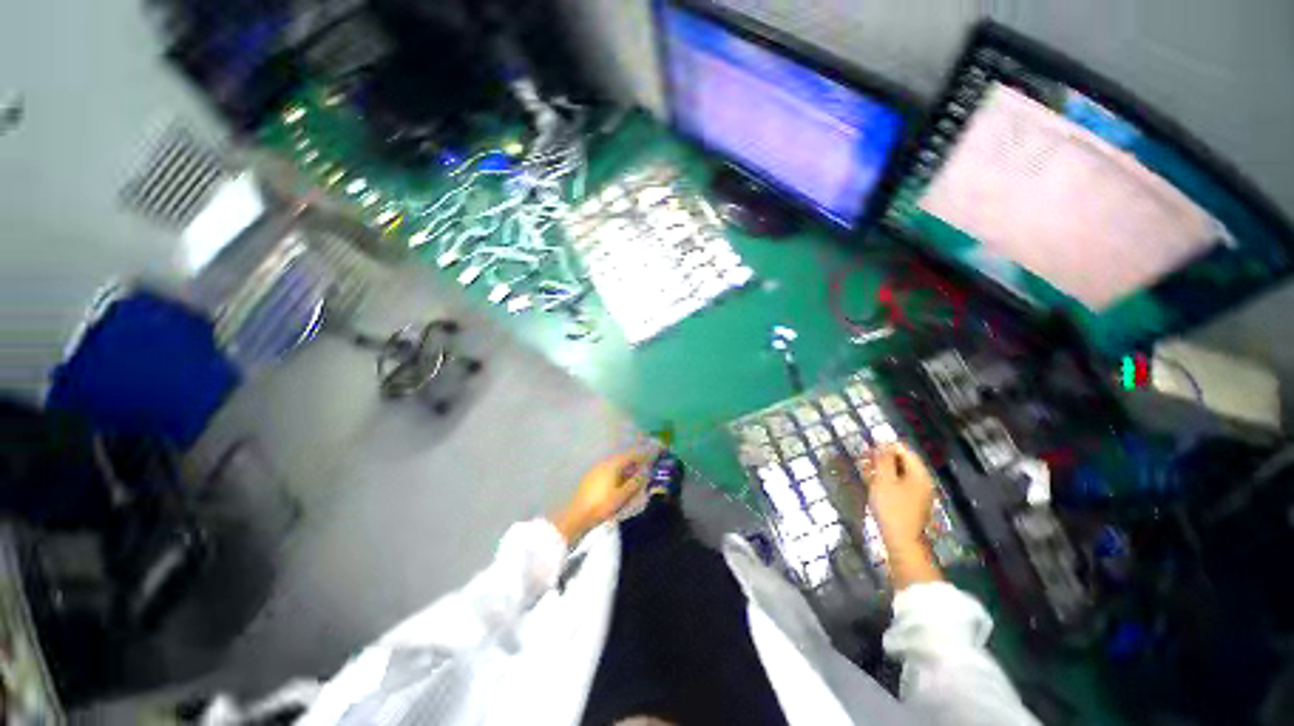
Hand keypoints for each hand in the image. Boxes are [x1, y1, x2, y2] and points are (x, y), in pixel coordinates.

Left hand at [551, 450, 653, 544]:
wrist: (577, 515)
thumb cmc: (601, 505)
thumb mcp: (622, 496)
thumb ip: (635, 482)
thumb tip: (646, 471)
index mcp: (613, 464)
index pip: (632, 455)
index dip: (645, 453)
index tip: (656, 451)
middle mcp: (605, 462)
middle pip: (624, 458)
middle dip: (637, 460)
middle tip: (648, 464)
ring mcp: (597, 469)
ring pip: (617, 464)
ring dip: (628, 467)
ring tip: (637, 473)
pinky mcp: (592, 477)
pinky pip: (610, 469)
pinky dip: (620, 472)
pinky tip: (622, 480)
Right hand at [860, 443, 942, 587]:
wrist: (901, 541)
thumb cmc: (892, 507)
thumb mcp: (884, 480)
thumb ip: (883, 460)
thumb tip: (882, 443)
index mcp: (919, 474)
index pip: (904, 450)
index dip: (885, 446)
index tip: (866, 449)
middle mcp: (922, 481)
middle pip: (902, 461)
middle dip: (881, 458)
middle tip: (862, 459)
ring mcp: (917, 493)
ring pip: (898, 473)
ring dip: (881, 469)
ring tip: (863, 470)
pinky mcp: (910, 503)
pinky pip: (897, 484)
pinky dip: (884, 480)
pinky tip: (871, 483)